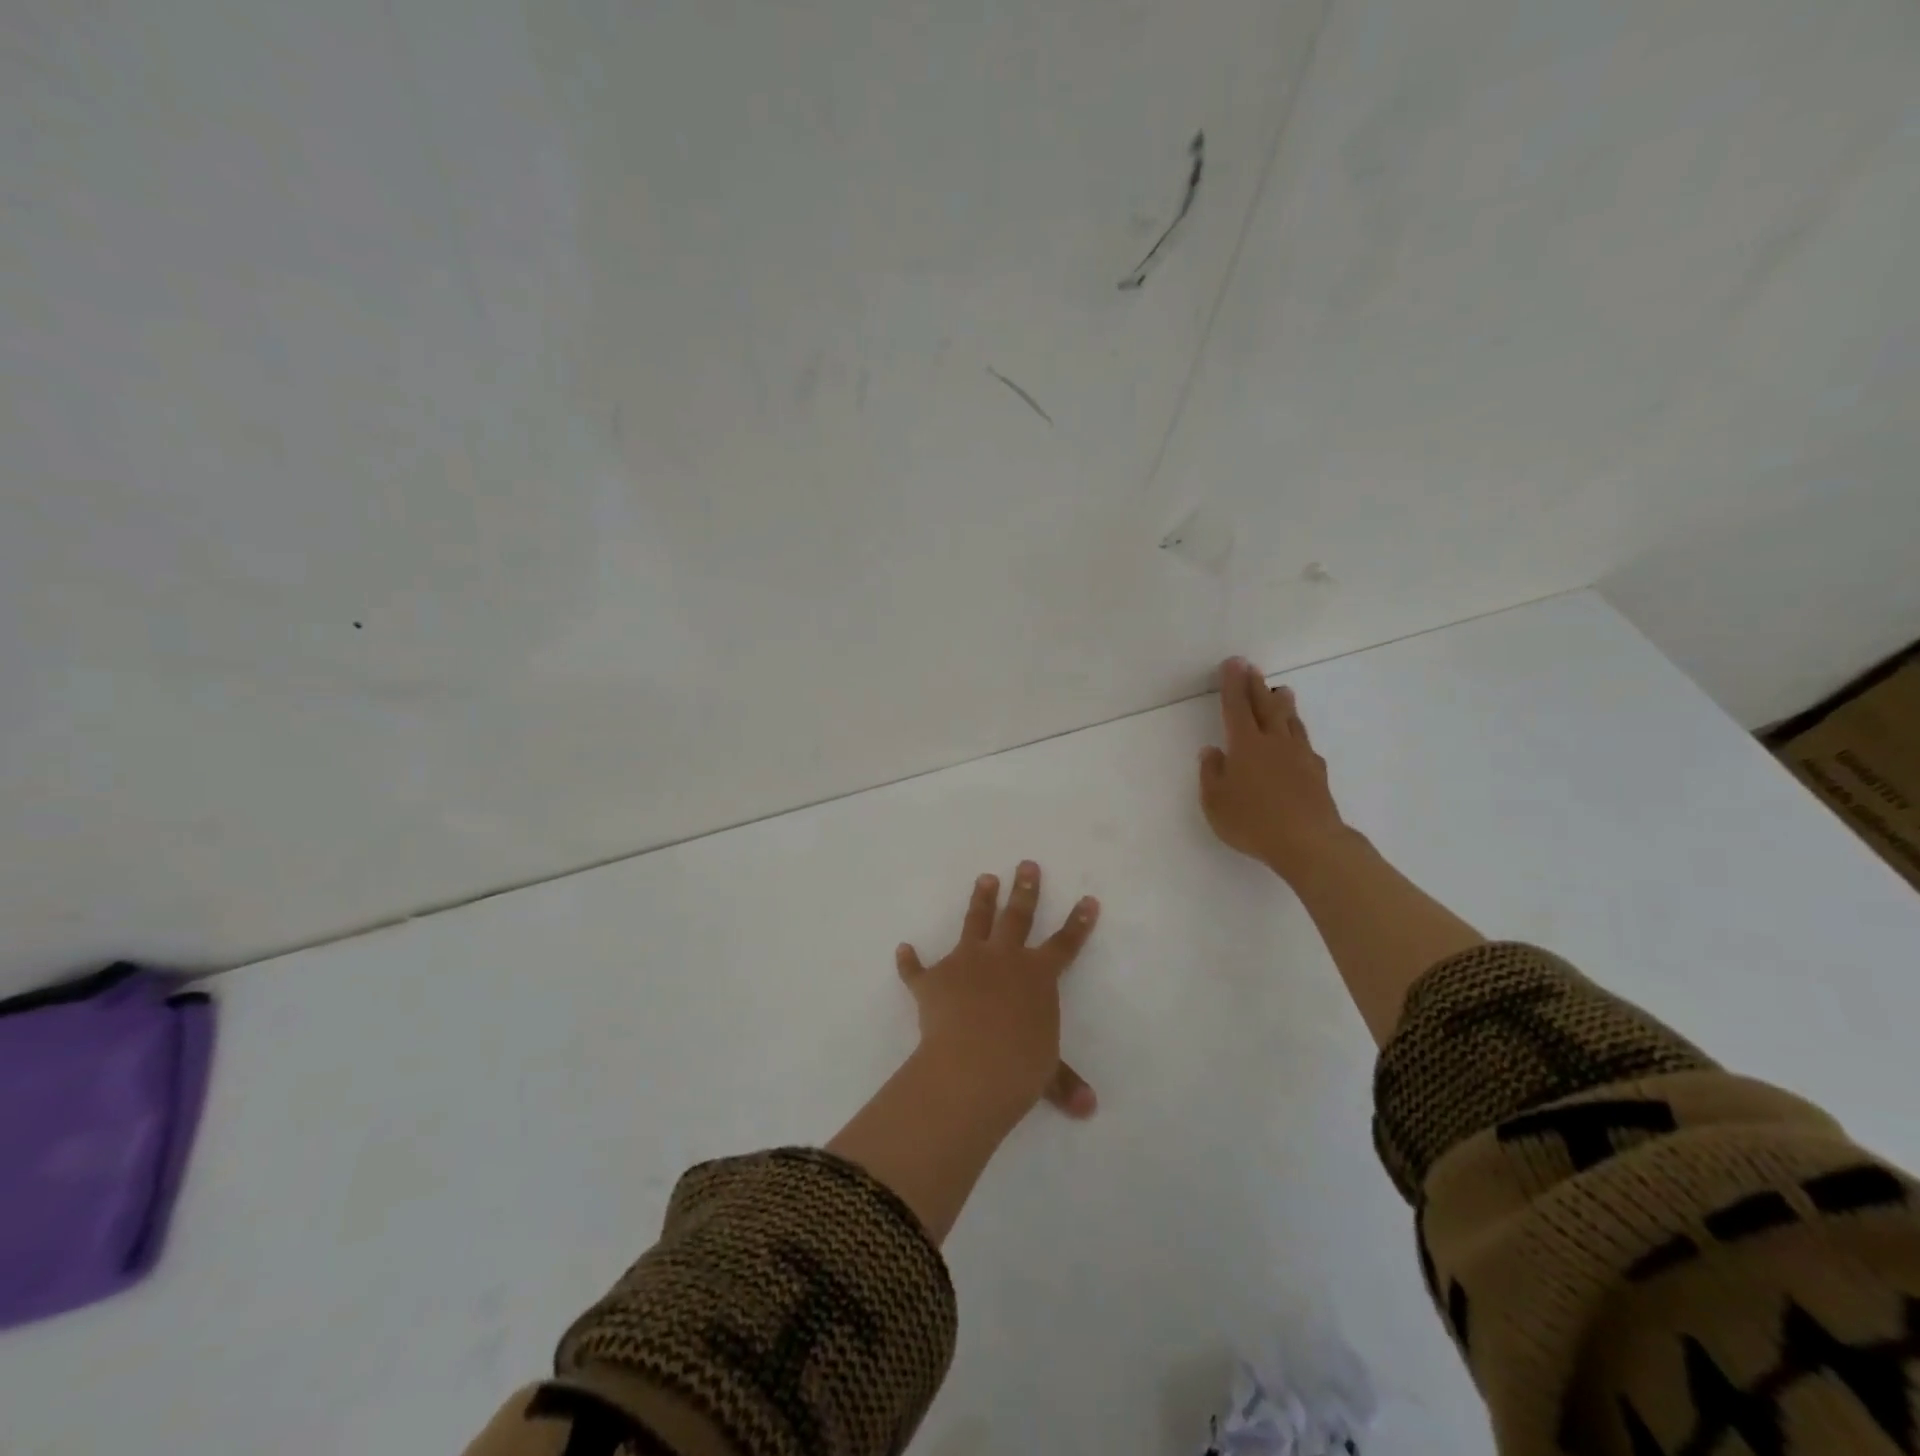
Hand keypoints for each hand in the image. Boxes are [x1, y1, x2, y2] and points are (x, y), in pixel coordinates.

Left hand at [895, 862, 1100, 1122]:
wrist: (972, 1066)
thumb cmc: (1020, 1065)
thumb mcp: (1048, 1073)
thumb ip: (1064, 1083)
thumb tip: (1088, 1109)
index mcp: (1036, 975)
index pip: (1064, 944)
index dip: (1078, 923)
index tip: (1088, 899)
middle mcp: (1003, 959)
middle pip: (1017, 916)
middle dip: (1024, 889)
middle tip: (1026, 864)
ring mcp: (965, 964)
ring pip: (975, 923)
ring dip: (980, 901)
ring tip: (985, 879)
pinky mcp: (932, 981)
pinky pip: (917, 969)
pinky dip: (910, 961)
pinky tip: (903, 950)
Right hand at [1198, 657, 1350, 883]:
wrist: (1308, 842)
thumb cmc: (1253, 821)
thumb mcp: (1215, 802)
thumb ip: (1211, 773)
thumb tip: (1211, 751)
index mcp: (1245, 745)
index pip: (1236, 708)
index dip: (1232, 685)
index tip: (1233, 663)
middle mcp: (1274, 743)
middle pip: (1265, 707)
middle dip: (1257, 686)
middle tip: (1253, 668)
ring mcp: (1299, 756)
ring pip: (1290, 721)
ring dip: (1283, 704)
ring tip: (1282, 691)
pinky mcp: (1317, 773)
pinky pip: (1305, 743)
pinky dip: (1298, 733)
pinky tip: (1298, 738)